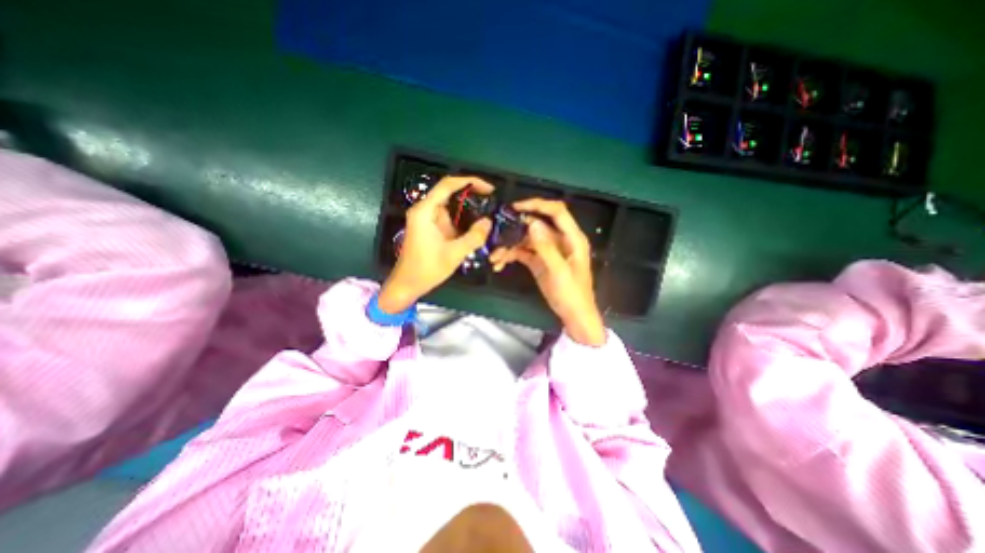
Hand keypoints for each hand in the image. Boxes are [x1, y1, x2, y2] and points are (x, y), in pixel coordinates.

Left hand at [381, 174, 496, 312]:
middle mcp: (425, 210)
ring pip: (452, 207)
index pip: (448, 185)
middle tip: (492, 202)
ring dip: (469, 209)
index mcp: (425, 211)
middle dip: (472, 195)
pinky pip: (450, 218)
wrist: (408, 284)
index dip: (470, 182)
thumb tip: (489, 222)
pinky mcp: (432, 228)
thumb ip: (474, 237)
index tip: (489, 188)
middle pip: (450, 193)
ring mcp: (428, 219)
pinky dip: (464, 220)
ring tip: (489, 213)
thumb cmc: (427, 269)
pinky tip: (477, 226)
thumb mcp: (454, 254)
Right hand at [489, 199, 603, 344]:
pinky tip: (500, 263)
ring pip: (527, 239)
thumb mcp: (558, 271)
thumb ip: (545, 247)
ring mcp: (548, 250)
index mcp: (572, 238)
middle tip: (498, 231)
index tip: (515, 207)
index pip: (556, 212)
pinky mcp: (539, 261)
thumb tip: (531, 223)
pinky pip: (523, 252)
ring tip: (495, 255)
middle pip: (537, 224)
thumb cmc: (571, 294)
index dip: (537, 204)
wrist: (573, 316)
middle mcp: (560, 240)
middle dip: (517, 227)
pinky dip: (512, 255)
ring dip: (511, 245)